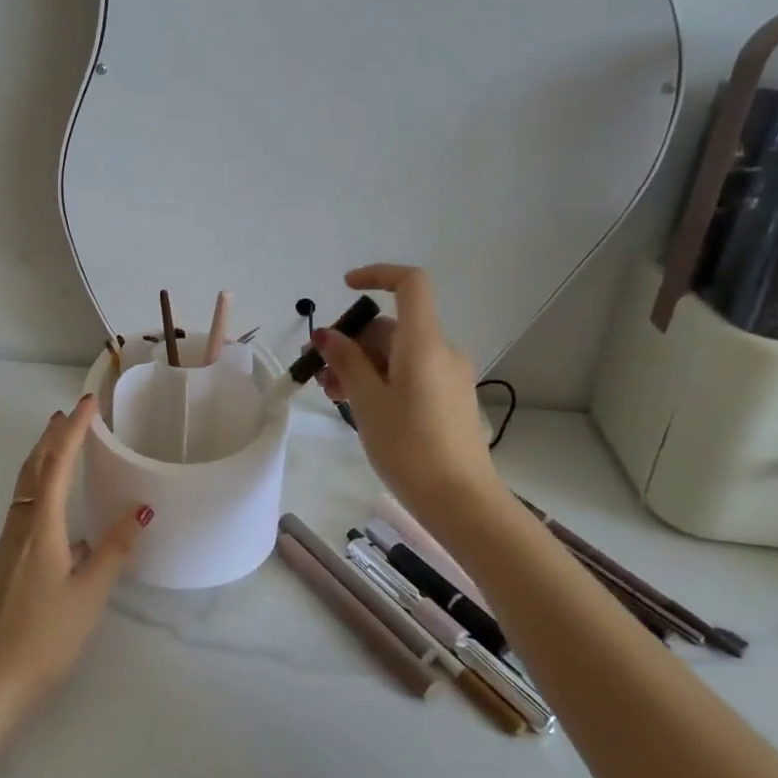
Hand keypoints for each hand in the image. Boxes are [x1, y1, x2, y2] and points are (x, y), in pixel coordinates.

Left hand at [0, 395, 151, 706]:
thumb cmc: (47, 635)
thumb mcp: (90, 593)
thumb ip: (115, 548)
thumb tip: (141, 510)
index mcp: (41, 527)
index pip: (56, 465)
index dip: (72, 432)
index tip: (87, 403)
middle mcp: (20, 527)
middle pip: (32, 470)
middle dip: (50, 438)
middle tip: (68, 414)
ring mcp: (9, 545)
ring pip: (25, 488)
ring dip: (41, 459)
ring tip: (59, 443)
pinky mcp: (8, 562)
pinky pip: (24, 508)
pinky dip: (39, 487)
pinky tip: (57, 507)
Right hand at [312, 264, 502, 516]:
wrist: (461, 502)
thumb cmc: (409, 447)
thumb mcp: (368, 402)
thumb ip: (346, 362)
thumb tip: (328, 334)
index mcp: (424, 343)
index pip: (410, 284)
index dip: (377, 276)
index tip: (344, 288)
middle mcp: (441, 351)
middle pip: (392, 326)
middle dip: (350, 340)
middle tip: (315, 369)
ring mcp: (448, 376)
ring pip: (396, 353)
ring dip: (360, 363)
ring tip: (329, 392)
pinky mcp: (448, 399)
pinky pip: (409, 374)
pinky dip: (380, 379)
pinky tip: (356, 404)